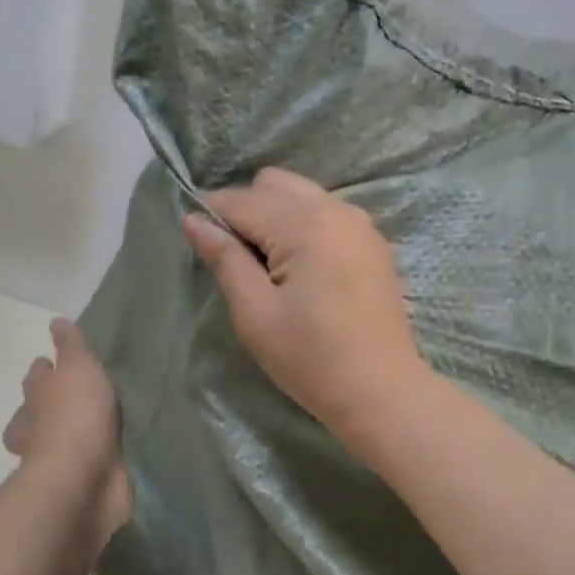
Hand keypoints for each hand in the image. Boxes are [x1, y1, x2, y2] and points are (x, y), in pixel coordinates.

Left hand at [3, 320, 132, 542]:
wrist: (85, 479)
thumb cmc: (77, 416)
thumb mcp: (78, 368)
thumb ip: (71, 346)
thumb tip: (55, 321)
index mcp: (37, 396)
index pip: (37, 375)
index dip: (46, 368)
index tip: (57, 363)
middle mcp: (39, 426)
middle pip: (39, 409)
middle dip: (52, 403)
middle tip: (79, 395)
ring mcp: (56, 457)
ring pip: (59, 438)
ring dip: (73, 432)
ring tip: (100, 424)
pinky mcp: (79, 480)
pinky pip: (86, 462)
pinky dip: (94, 456)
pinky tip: (113, 450)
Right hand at [183, 167, 428, 441]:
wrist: (381, 391)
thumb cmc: (310, 358)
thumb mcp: (256, 313)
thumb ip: (225, 259)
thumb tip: (193, 220)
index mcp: (304, 226)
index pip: (243, 201)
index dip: (211, 213)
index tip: (194, 236)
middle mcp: (335, 211)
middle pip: (275, 184)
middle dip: (246, 206)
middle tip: (234, 254)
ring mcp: (360, 224)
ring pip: (303, 193)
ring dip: (276, 212)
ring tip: (265, 260)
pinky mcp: (373, 243)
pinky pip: (328, 211)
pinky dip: (304, 222)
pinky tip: (299, 263)